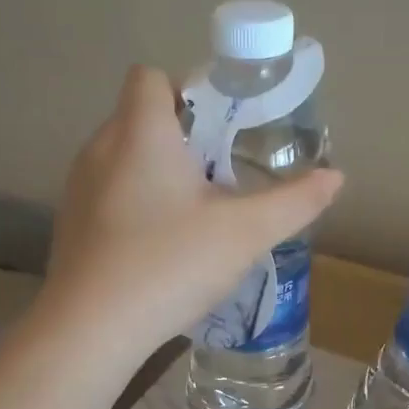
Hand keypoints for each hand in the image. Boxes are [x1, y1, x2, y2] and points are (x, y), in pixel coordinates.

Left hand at [40, 65, 343, 355]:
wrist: (90, 331)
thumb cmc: (169, 265)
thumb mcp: (245, 233)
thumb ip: (294, 201)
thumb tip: (337, 177)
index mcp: (140, 133)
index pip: (151, 77)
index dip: (188, 91)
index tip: (221, 128)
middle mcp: (100, 149)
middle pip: (140, 118)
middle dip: (182, 137)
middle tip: (221, 176)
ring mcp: (78, 189)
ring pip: (123, 159)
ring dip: (157, 174)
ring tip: (193, 215)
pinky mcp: (71, 227)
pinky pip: (108, 196)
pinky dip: (134, 206)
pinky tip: (158, 249)